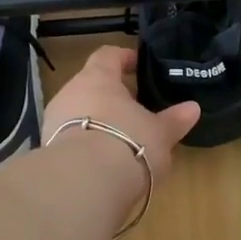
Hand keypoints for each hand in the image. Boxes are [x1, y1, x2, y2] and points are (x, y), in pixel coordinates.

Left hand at [44, 45, 200, 181]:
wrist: (83, 184)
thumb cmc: (128, 143)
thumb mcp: (160, 134)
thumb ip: (174, 120)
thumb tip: (193, 108)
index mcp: (98, 77)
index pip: (108, 55)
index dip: (124, 58)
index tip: (139, 66)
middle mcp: (70, 92)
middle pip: (91, 85)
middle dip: (112, 95)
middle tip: (135, 108)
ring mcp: (54, 121)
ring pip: (79, 112)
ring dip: (98, 121)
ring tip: (121, 137)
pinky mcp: (47, 149)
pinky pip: (71, 138)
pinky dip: (87, 143)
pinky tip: (103, 160)